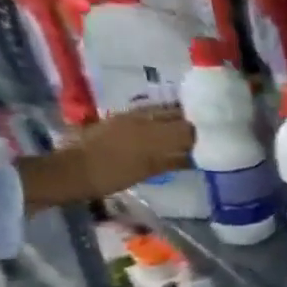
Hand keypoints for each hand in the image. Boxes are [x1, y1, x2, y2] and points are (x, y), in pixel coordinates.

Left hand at [64, 105, 194, 197]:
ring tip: (189, 128)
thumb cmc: (110, 175)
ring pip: (161, 111)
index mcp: (151, 131)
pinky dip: (161, 119)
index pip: (186, 126)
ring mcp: (129, 117)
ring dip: (177, 118)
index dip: (202, 130)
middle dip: (191, 121)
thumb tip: (196, 157)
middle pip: (175, 114)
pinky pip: (148, 114)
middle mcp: (142, 118)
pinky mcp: (119, 119)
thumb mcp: (146, 171)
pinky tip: (166, 129)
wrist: (71, 170)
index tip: (215, 136)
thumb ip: (173, 161)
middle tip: (207, 132)